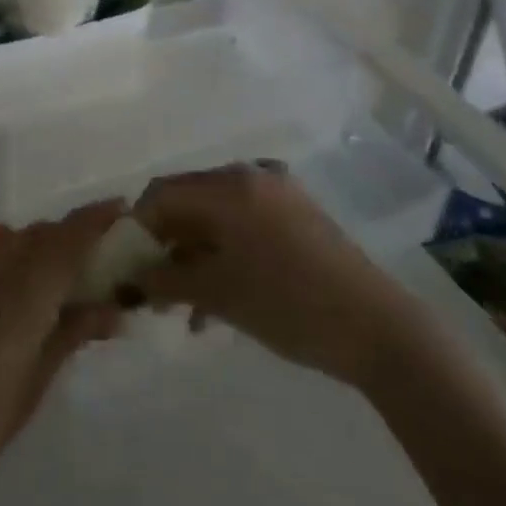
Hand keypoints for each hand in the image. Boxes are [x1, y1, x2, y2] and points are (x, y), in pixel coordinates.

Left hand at [0, 201, 124, 505]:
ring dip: (32, 250)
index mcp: (26, 284)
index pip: (73, 234)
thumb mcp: (33, 384)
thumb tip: (113, 308)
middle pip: (41, 234)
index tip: (124, 211)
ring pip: (8, 238)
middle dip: (69, 242)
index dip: (100, 218)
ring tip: (42, 285)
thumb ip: (72, 333)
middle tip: (88, 271)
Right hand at [133, 163, 405, 389]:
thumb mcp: (218, 294)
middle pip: (188, 201)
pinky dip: (224, 253)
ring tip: (184, 307)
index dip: (137, 229)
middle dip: (165, 244)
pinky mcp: (297, 214)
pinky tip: (218, 301)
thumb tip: (133, 278)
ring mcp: (277, 193)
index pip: (162, 194)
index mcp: (229, 186)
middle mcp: (250, 176)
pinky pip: (244, 224)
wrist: (377, 328)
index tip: (128, 269)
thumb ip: (166, 279)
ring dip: (194, 255)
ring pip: (215, 216)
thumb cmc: (289, 305)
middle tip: (153, 290)